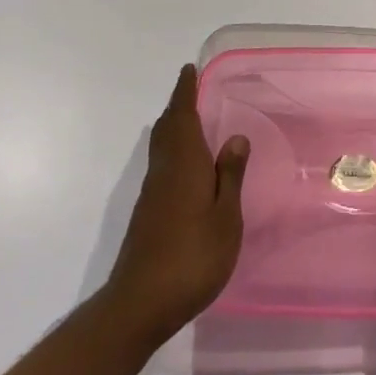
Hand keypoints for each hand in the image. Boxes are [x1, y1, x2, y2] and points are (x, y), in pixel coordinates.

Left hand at [102, 65, 249, 345]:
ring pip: (161, 147)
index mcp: (184, 163)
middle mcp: (164, 170)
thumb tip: (235, 136)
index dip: (185, 91)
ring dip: (173, 128)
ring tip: (191, 122)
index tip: (188, 69)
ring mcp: (152, 194)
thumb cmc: (192, 257)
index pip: (182, 116)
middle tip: (191, 90)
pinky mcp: (147, 214)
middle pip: (167, 128)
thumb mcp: (225, 217)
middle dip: (177, 107)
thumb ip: (230, 176)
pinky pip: (161, 166)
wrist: (140, 304)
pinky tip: (186, 168)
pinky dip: (172, 152)